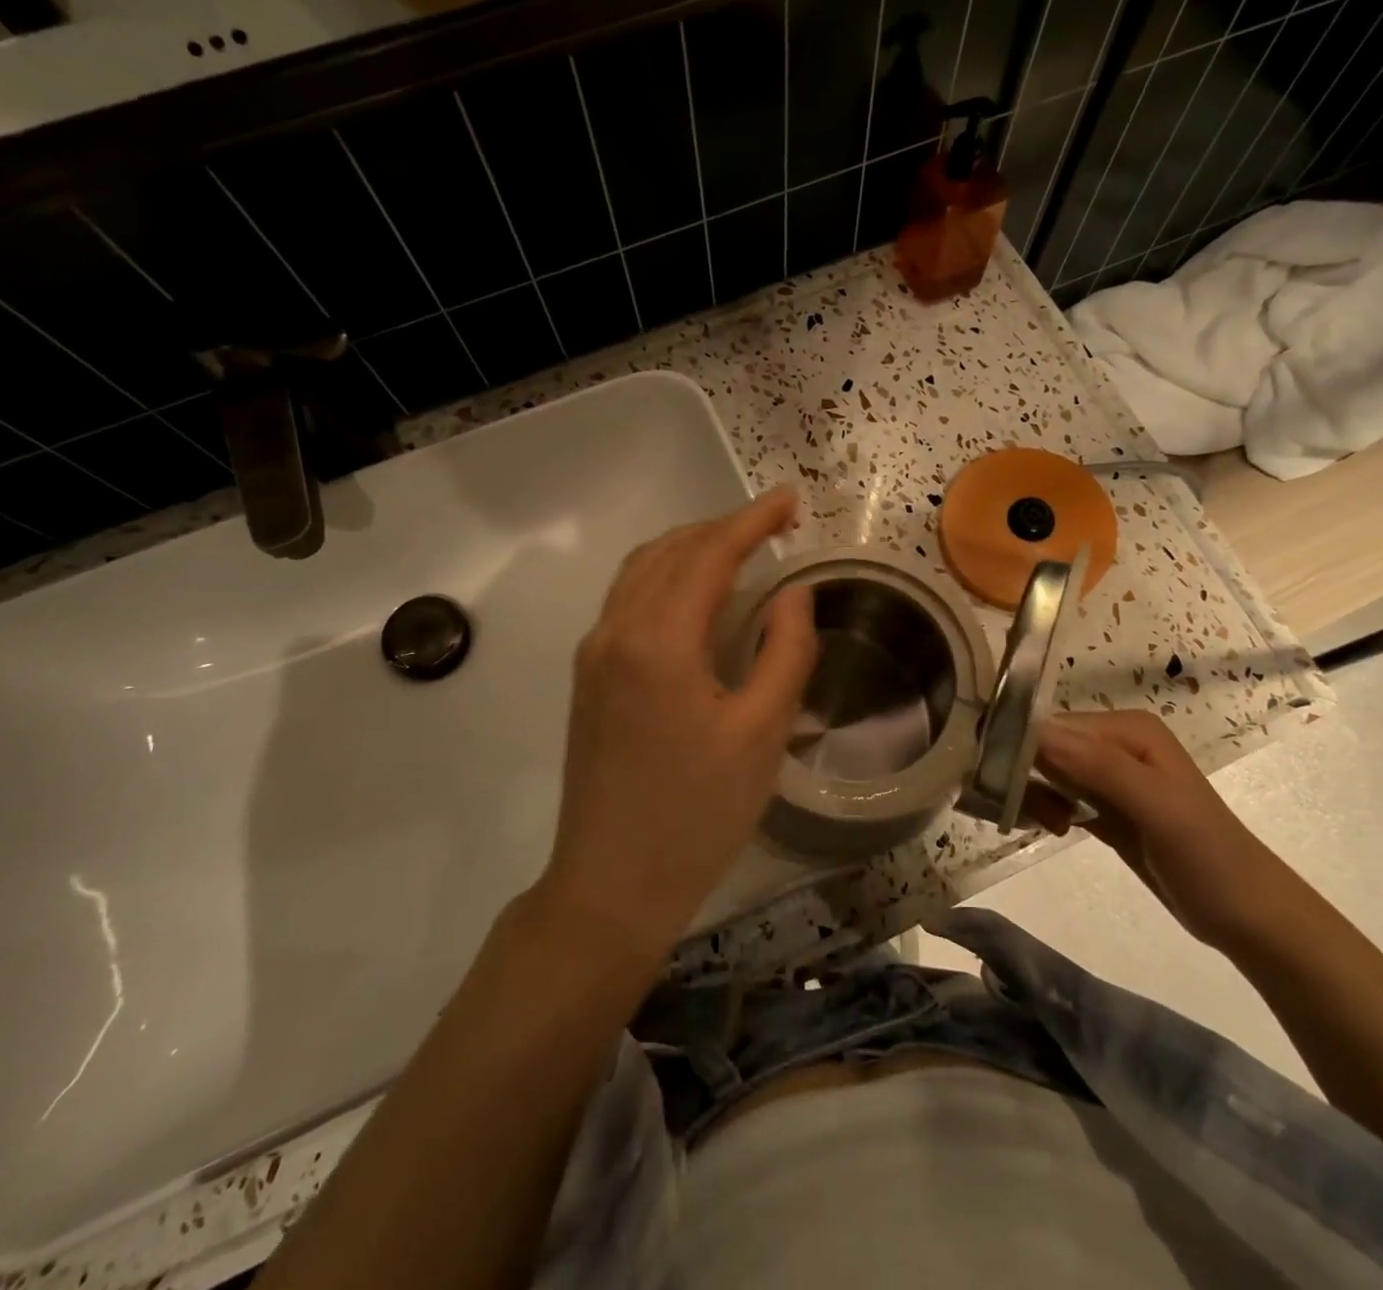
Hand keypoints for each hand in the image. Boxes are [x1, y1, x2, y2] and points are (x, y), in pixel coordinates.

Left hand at [535, 490, 817, 960]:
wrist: (610, 884)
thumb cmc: (697, 814)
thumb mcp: (762, 733)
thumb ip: (786, 651)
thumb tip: (794, 592)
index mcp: (658, 639)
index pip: (710, 554)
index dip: (753, 521)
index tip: (790, 499)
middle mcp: (615, 630)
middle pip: (670, 552)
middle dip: (723, 528)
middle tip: (773, 524)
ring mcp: (594, 653)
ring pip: (641, 571)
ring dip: (690, 548)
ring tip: (738, 549)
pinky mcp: (589, 677)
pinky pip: (627, 600)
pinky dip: (666, 577)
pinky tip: (696, 596)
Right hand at [1027, 710, 1307, 951]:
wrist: (1249, 918)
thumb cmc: (1209, 857)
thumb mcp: (1158, 807)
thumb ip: (1098, 767)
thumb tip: (1033, 733)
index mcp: (1126, 728)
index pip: (1052, 725)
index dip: (1021, 749)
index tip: (1001, 783)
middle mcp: (1113, 743)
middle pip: (1043, 746)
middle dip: (1024, 775)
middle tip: (1033, 814)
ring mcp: (1108, 775)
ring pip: (1045, 771)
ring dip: (1033, 794)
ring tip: (1051, 826)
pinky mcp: (1103, 806)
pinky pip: (1056, 794)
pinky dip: (1044, 808)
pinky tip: (1055, 828)